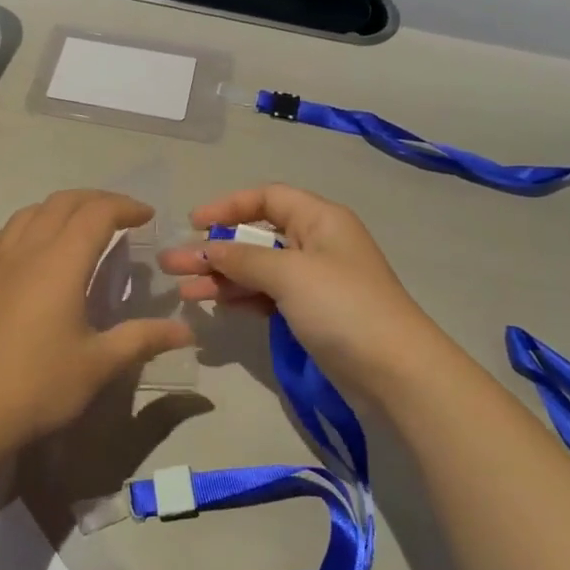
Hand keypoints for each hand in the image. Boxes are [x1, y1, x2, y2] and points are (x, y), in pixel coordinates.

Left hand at [0, 190, 192, 456]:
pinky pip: (0, 237)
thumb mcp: (99, 365)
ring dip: (60, 208)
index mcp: (61, 262)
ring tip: (80, 226)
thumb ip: (143, 339)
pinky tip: (28, 248)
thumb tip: (187, 330)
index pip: (97, 213)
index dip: (125, 206)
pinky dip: (23, 228)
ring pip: (29, 213)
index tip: (148, 217)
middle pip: (62, 203)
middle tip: (122, 216)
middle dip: (96, 200)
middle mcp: (27, 251)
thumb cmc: (38, 386)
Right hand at [158, 184, 451, 407]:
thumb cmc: (342, 307)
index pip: (268, 198)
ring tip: (184, 292)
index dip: (229, 205)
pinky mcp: (312, 313)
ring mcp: (315, 280)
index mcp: (320, 219)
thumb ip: (243, 258)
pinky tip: (216, 305)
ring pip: (260, 269)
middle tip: (173, 265)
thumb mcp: (290, 274)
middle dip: (216, 248)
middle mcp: (317, 242)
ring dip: (223, 277)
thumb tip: (205, 248)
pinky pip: (269, 296)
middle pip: (258, 235)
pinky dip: (243, 298)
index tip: (193, 223)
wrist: (395, 372)